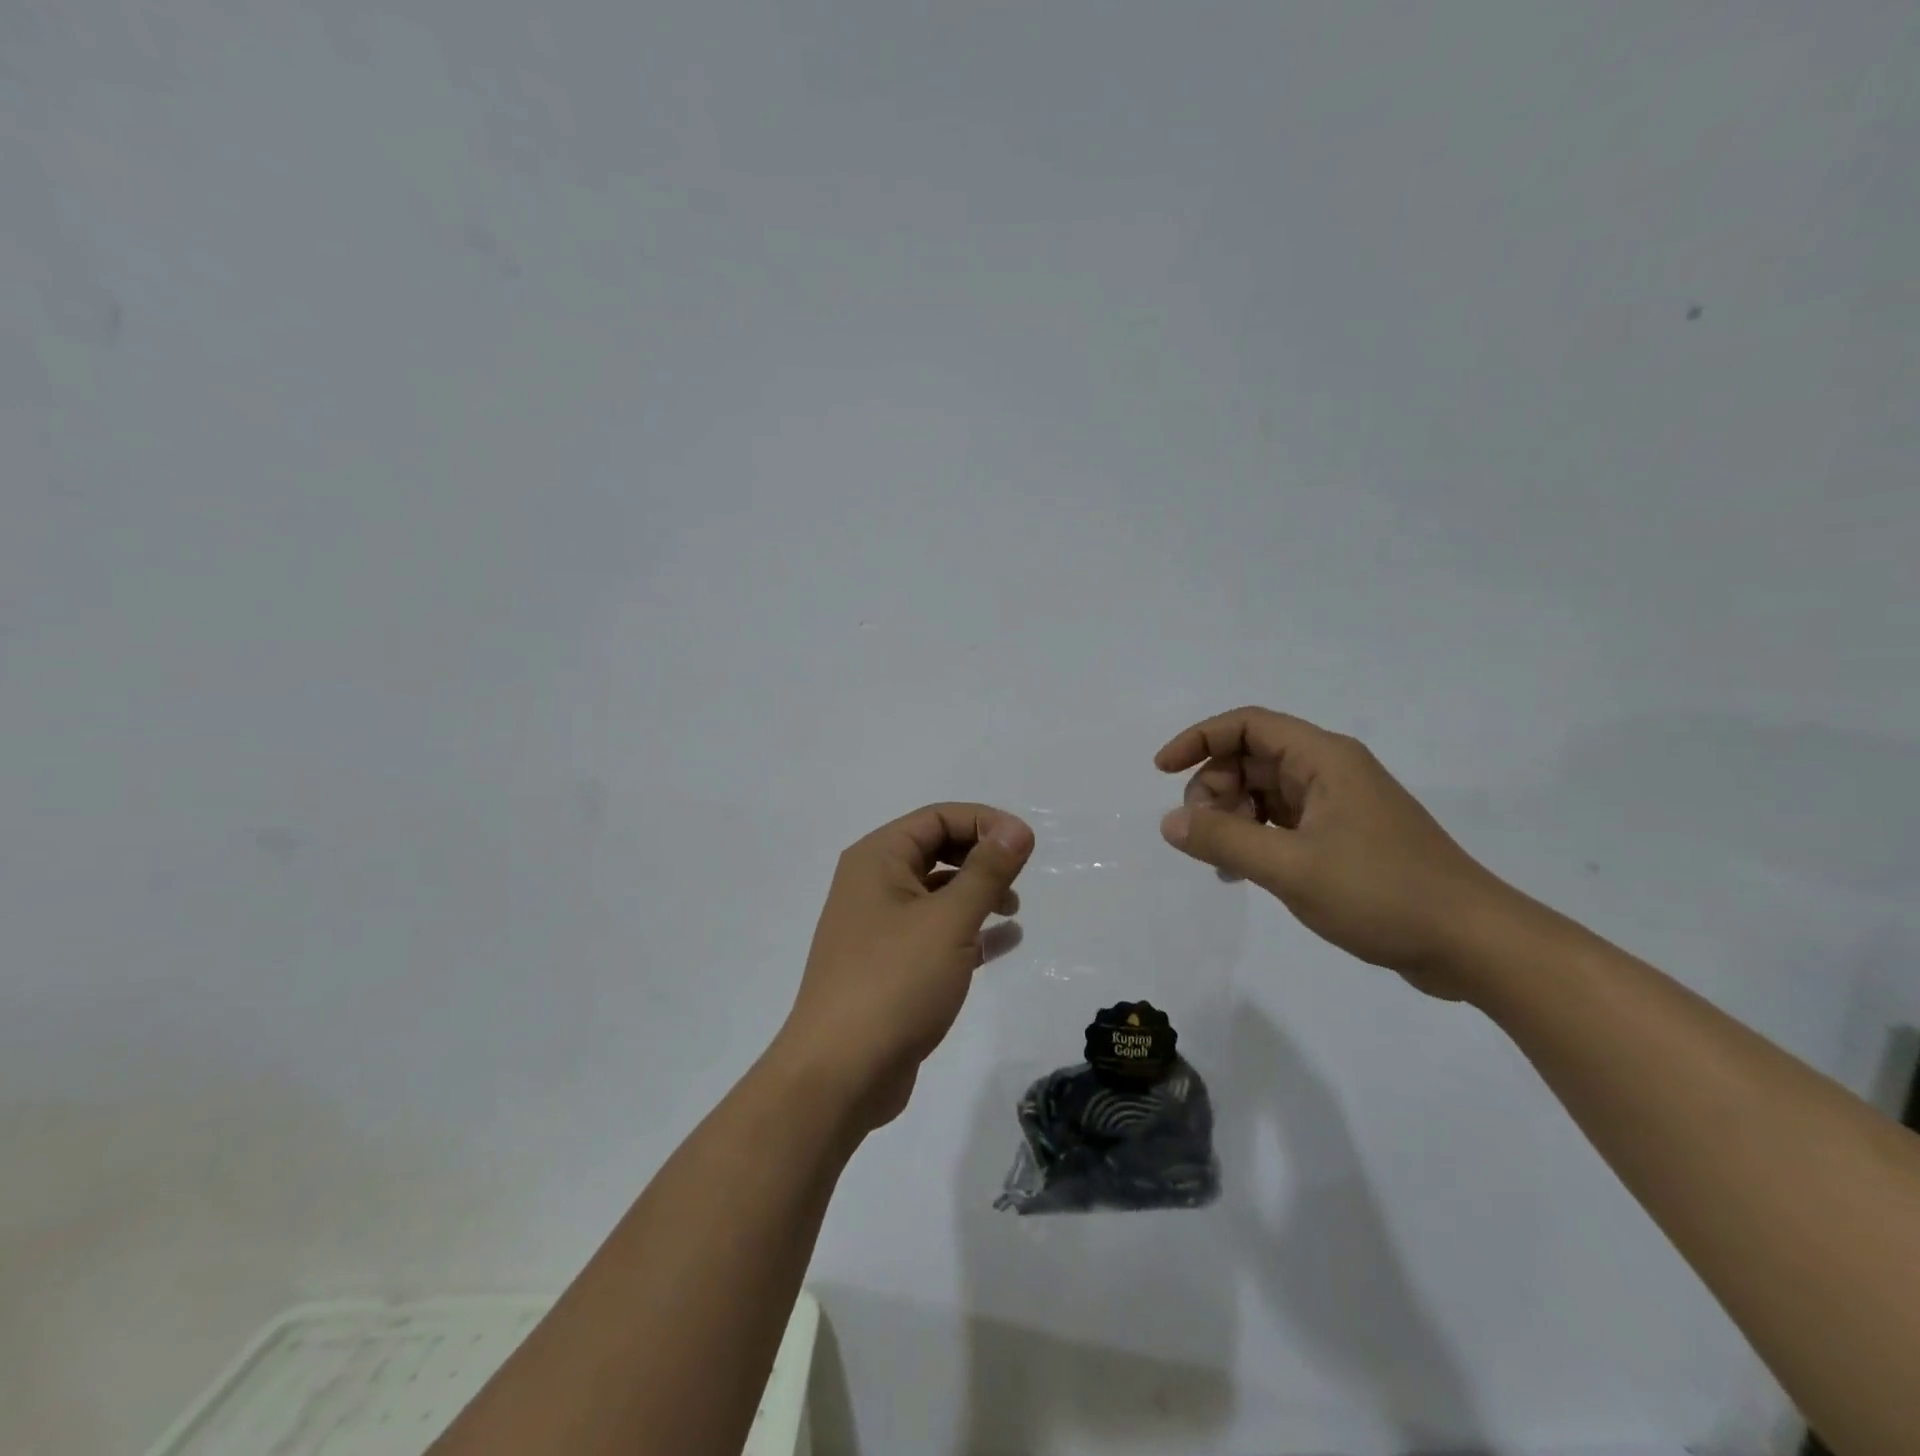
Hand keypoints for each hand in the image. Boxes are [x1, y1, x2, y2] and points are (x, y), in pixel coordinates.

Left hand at [771, 803, 1033, 1129]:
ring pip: (936, 893)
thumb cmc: (894, 982)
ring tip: (1013, 909)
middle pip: (936, 850)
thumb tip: (1017, 828)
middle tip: (1019, 878)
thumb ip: (987, 871)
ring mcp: (879, 927)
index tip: (1025, 844)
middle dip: (980, 858)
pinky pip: (935, 933)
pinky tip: (1003, 941)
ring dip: (976, 894)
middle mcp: (873, 884)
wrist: (840, 1073)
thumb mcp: (949, 920)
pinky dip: (968, 931)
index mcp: (878, 859)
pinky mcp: (890, 966)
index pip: (937, 817)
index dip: (984, 822)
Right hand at [1155, 707, 1517, 996]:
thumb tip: (1169, 822)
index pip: (1246, 725)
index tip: (1162, 771)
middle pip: (1251, 758)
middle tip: (1202, 835)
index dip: (1198, 739)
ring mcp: (1339, 806)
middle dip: (1214, 789)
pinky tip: (1241, 873)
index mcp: (1323, 758)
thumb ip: (1224, 840)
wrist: (1473, 944)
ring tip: (1222, 862)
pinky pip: (1283, 822)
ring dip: (1232, 817)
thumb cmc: (1382, 893)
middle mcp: (1330, 771)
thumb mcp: (1291, 867)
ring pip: (1264, 792)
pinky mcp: (1345, 838)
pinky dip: (1255, 838)